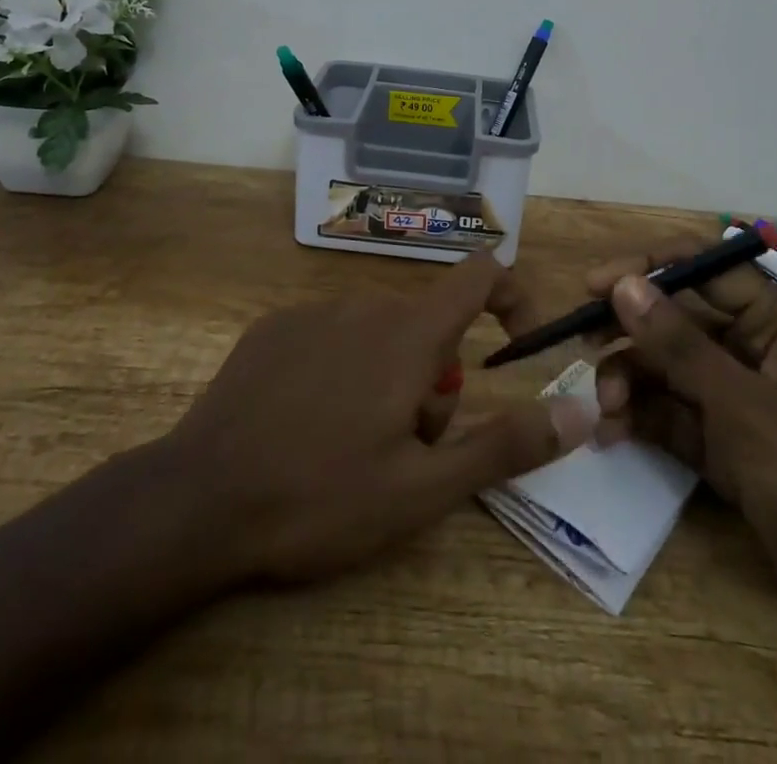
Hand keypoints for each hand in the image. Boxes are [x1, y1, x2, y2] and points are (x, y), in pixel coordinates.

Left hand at [164, 254, 595, 584]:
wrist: (197, 501)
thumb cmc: (321, 497)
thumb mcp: (423, 489)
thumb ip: (506, 445)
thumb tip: (579, 411)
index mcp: (408, 334)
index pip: (481, 274)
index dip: (513, 296)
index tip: (518, 344)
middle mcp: (366, 305)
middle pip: (429, 326)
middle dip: (437, 380)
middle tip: (408, 450)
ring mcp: (314, 311)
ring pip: (380, 335)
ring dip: (389, 379)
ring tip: (353, 449)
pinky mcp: (273, 327)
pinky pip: (332, 336)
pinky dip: (342, 370)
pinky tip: (305, 424)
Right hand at [587, 241, 776, 684]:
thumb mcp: (746, 407)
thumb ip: (679, 346)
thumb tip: (624, 285)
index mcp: (775, 323)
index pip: (703, 270)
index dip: (647, 268)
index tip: (594, 285)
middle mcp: (753, 353)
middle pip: (678, 320)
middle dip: (631, 333)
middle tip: (583, 346)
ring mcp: (738, 404)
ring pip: (668, 370)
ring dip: (630, 381)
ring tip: (605, 408)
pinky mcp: (726, 450)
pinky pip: (672, 418)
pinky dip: (642, 420)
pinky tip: (612, 435)